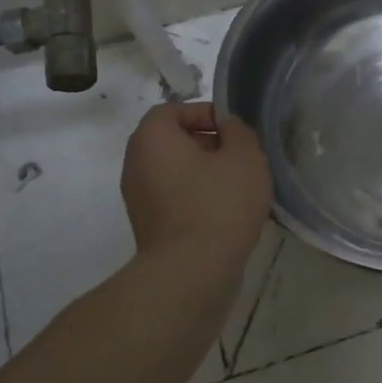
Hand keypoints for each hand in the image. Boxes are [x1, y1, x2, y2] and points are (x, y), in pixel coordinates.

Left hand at [120, 103, 270, 268]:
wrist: (192, 272)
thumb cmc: (219, 204)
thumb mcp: (245, 156)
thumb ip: (238, 132)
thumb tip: (227, 129)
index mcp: (152, 139)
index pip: (173, 110)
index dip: (205, 113)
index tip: (233, 130)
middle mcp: (136, 164)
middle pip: (173, 142)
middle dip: (209, 145)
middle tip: (241, 158)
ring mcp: (138, 199)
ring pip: (176, 173)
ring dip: (206, 174)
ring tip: (240, 188)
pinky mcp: (149, 227)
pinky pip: (175, 199)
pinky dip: (198, 199)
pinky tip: (228, 214)